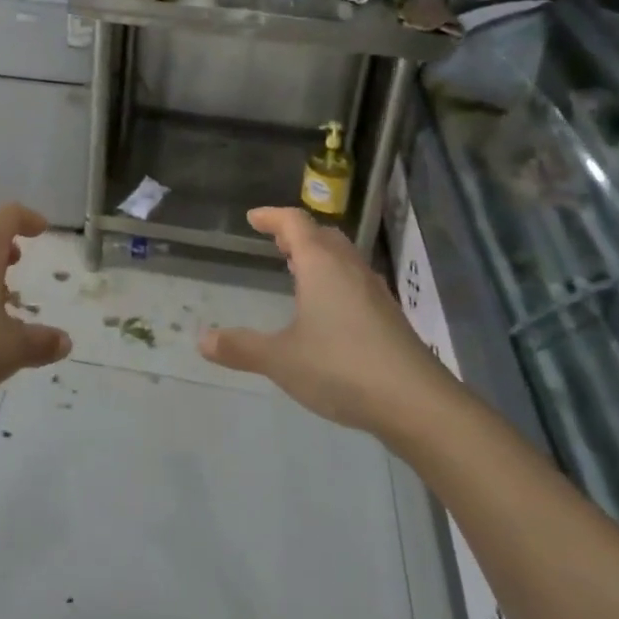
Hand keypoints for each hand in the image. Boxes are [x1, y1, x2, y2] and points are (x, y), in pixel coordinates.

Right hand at [198, 207, 440, 432]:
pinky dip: (335, 280)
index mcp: (321, 265)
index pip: (295, 223)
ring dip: (319, 256)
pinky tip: (328, 310)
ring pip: (343, 258)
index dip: (272, 216)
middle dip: (298, 234)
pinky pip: (355, 281)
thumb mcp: (281, 359)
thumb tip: (202, 340)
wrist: (416, 402)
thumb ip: (242, 348)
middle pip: (323, 235)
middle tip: (276, 243)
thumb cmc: (342, 368)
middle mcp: (350, 269)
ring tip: (298, 271)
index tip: (254, 218)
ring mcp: (374, 292)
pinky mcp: (389, 317)